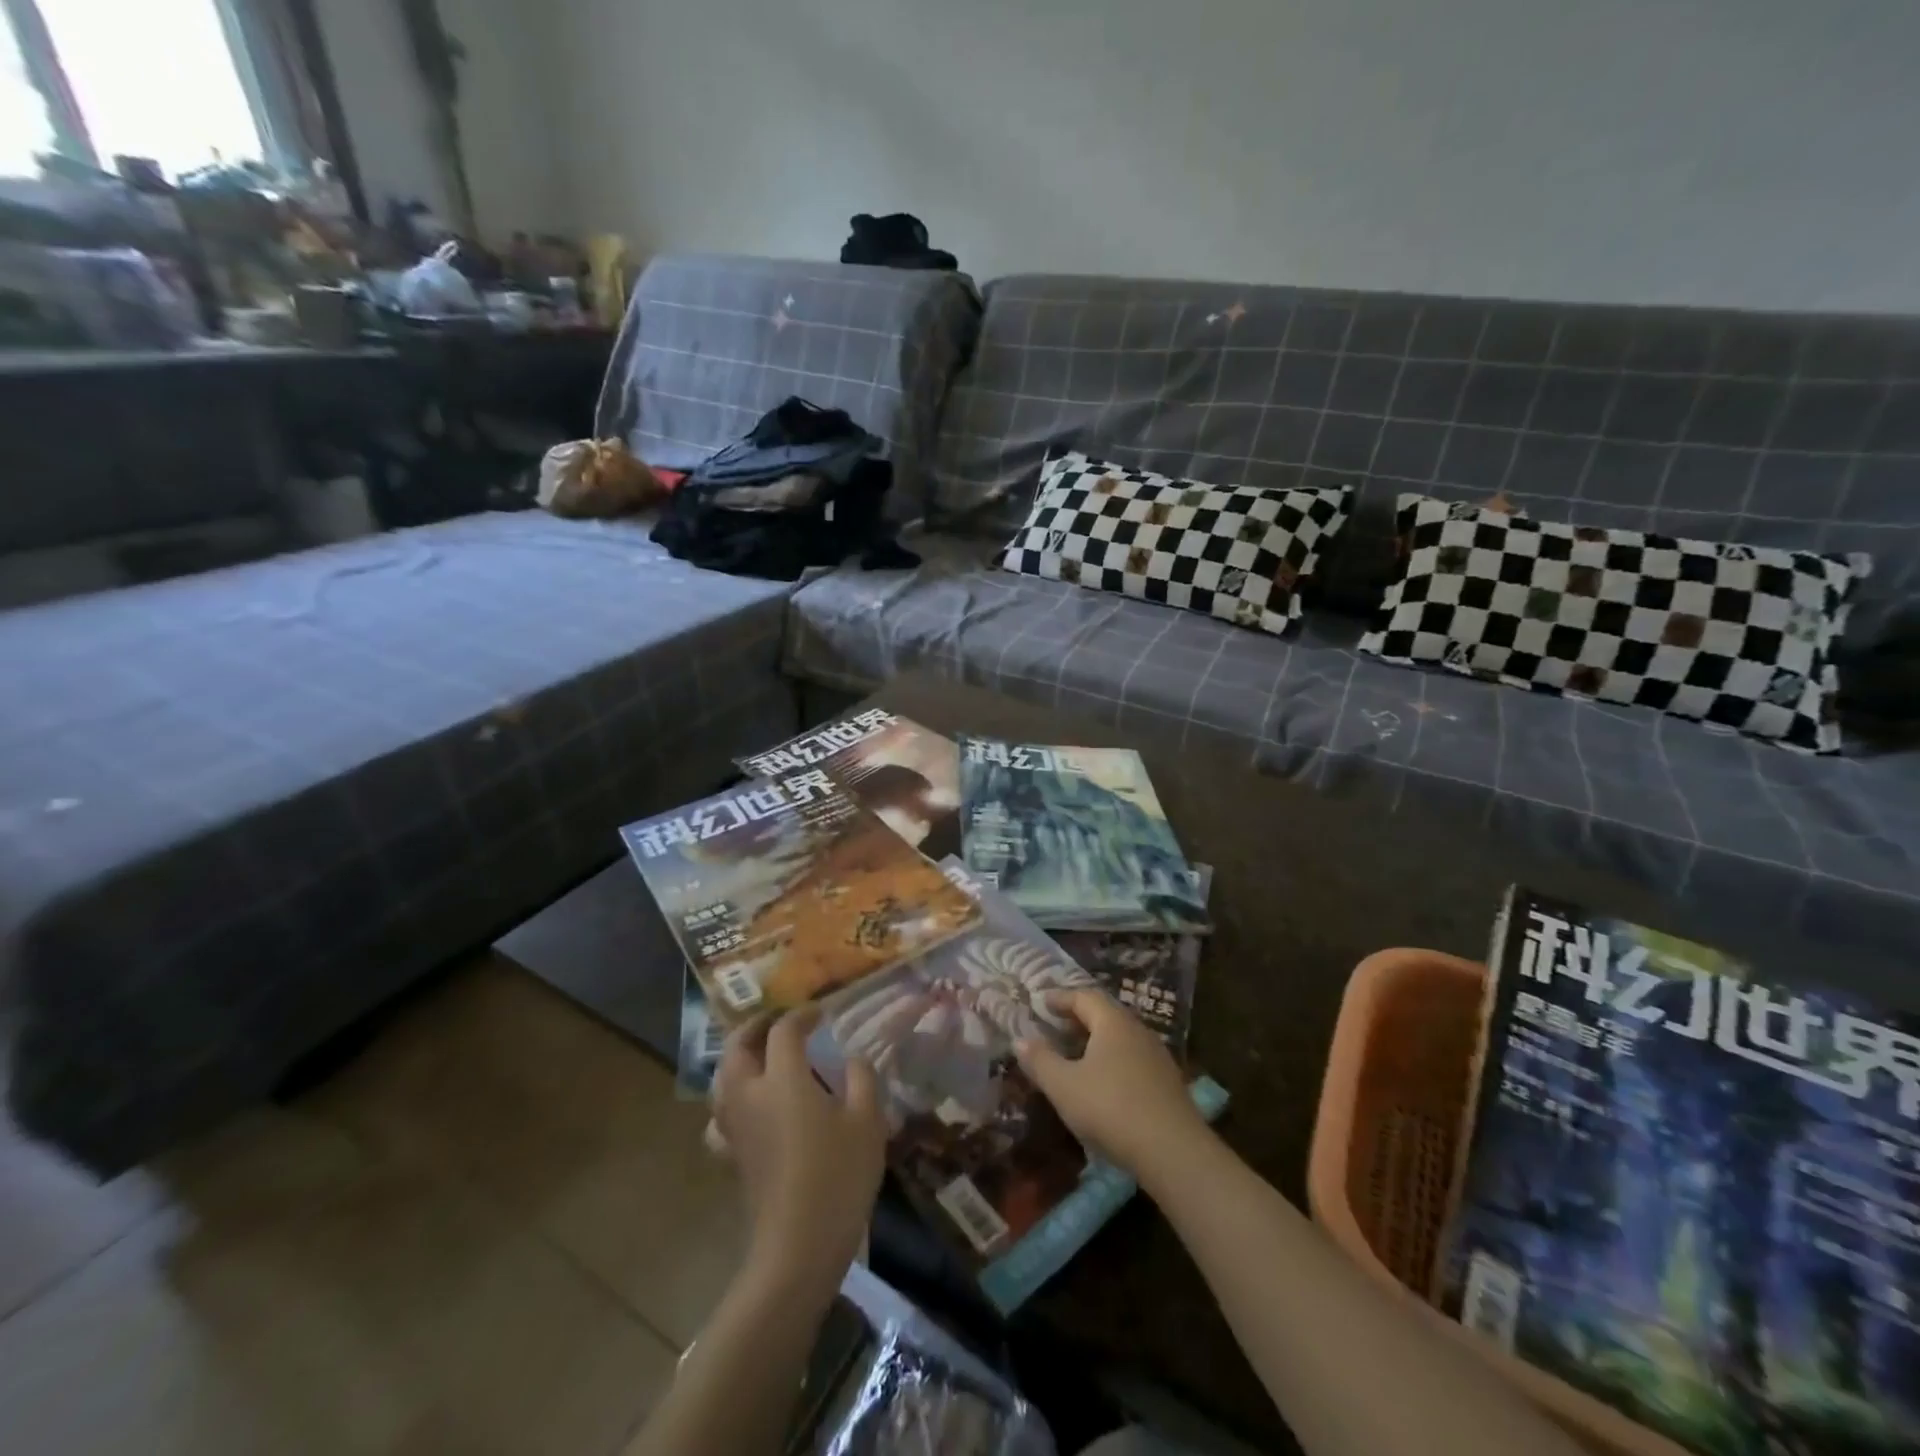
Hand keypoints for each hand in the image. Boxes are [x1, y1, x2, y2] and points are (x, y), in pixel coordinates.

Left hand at [711, 1007, 887, 1281]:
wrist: (798, 1247)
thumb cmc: (838, 1177)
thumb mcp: (867, 1122)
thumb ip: (861, 1079)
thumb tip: (853, 1059)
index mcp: (783, 1079)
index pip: (784, 1031)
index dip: (801, 1015)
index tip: (820, 1013)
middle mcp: (750, 1095)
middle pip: (738, 1047)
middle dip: (756, 1027)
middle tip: (779, 1021)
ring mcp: (735, 1127)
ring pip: (722, 1077)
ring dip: (739, 1056)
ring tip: (762, 1054)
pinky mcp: (733, 1154)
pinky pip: (720, 1113)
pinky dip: (730, 1097)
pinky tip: (749, 1106)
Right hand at [1014, 989, 1206, 1178]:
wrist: (1173, 1151)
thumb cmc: (1110, 1108)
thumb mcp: (1064, 1086)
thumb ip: (1040, 1060)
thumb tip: (1020, 1039)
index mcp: (1113, 1022)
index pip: (1084, 997)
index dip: (1061, 998)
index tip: (1042, 1001)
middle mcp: (1137, 1030)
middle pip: (1106, 1014)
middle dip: (1079, 1017)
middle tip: (1057, 1025)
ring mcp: (1157, 1056)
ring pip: (1122, 1037)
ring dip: (1098, 1040)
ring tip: (1078, 1053)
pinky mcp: (1168, 1082)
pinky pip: (1133, 1058)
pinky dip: (1113, 1060)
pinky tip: (1104, 1081)